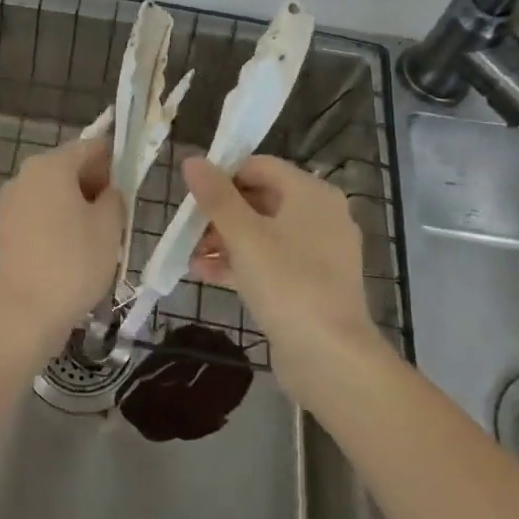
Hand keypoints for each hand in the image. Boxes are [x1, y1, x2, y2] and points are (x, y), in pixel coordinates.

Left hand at [0, 136, 123, 348]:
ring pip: (56, 195)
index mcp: (51, 164)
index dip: (115, 163)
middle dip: (96, 188)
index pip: (91, 147)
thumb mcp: (110, 226)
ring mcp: (12, 203)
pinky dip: (60, 226)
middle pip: (70, 169)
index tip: (131, 190)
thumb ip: (115, 197)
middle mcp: (26, 175)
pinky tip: (75, 255)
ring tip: (99, 243)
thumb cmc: (73, 262)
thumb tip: (107, 192)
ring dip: (79, 210)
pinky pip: (42, 216)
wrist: (23, 313)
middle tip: (118, 221)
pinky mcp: (7, 230)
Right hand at [183, 155, 389, 399]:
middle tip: (187, 226)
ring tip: (189, 254)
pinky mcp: (311, 284)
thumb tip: (191, 159)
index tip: (191, 192)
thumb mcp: (244, 236)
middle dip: (219, 212)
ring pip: (262, 232)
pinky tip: (203, 273)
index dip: (223, 174)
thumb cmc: (288, 284)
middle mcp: (320, 215)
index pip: (260, 166)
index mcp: (311, 193)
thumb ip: (216, 196)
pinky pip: (270, 260)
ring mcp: (318, 252)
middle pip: (260, 198)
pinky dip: (240, 262)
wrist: (331, 360)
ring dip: (224, 239)